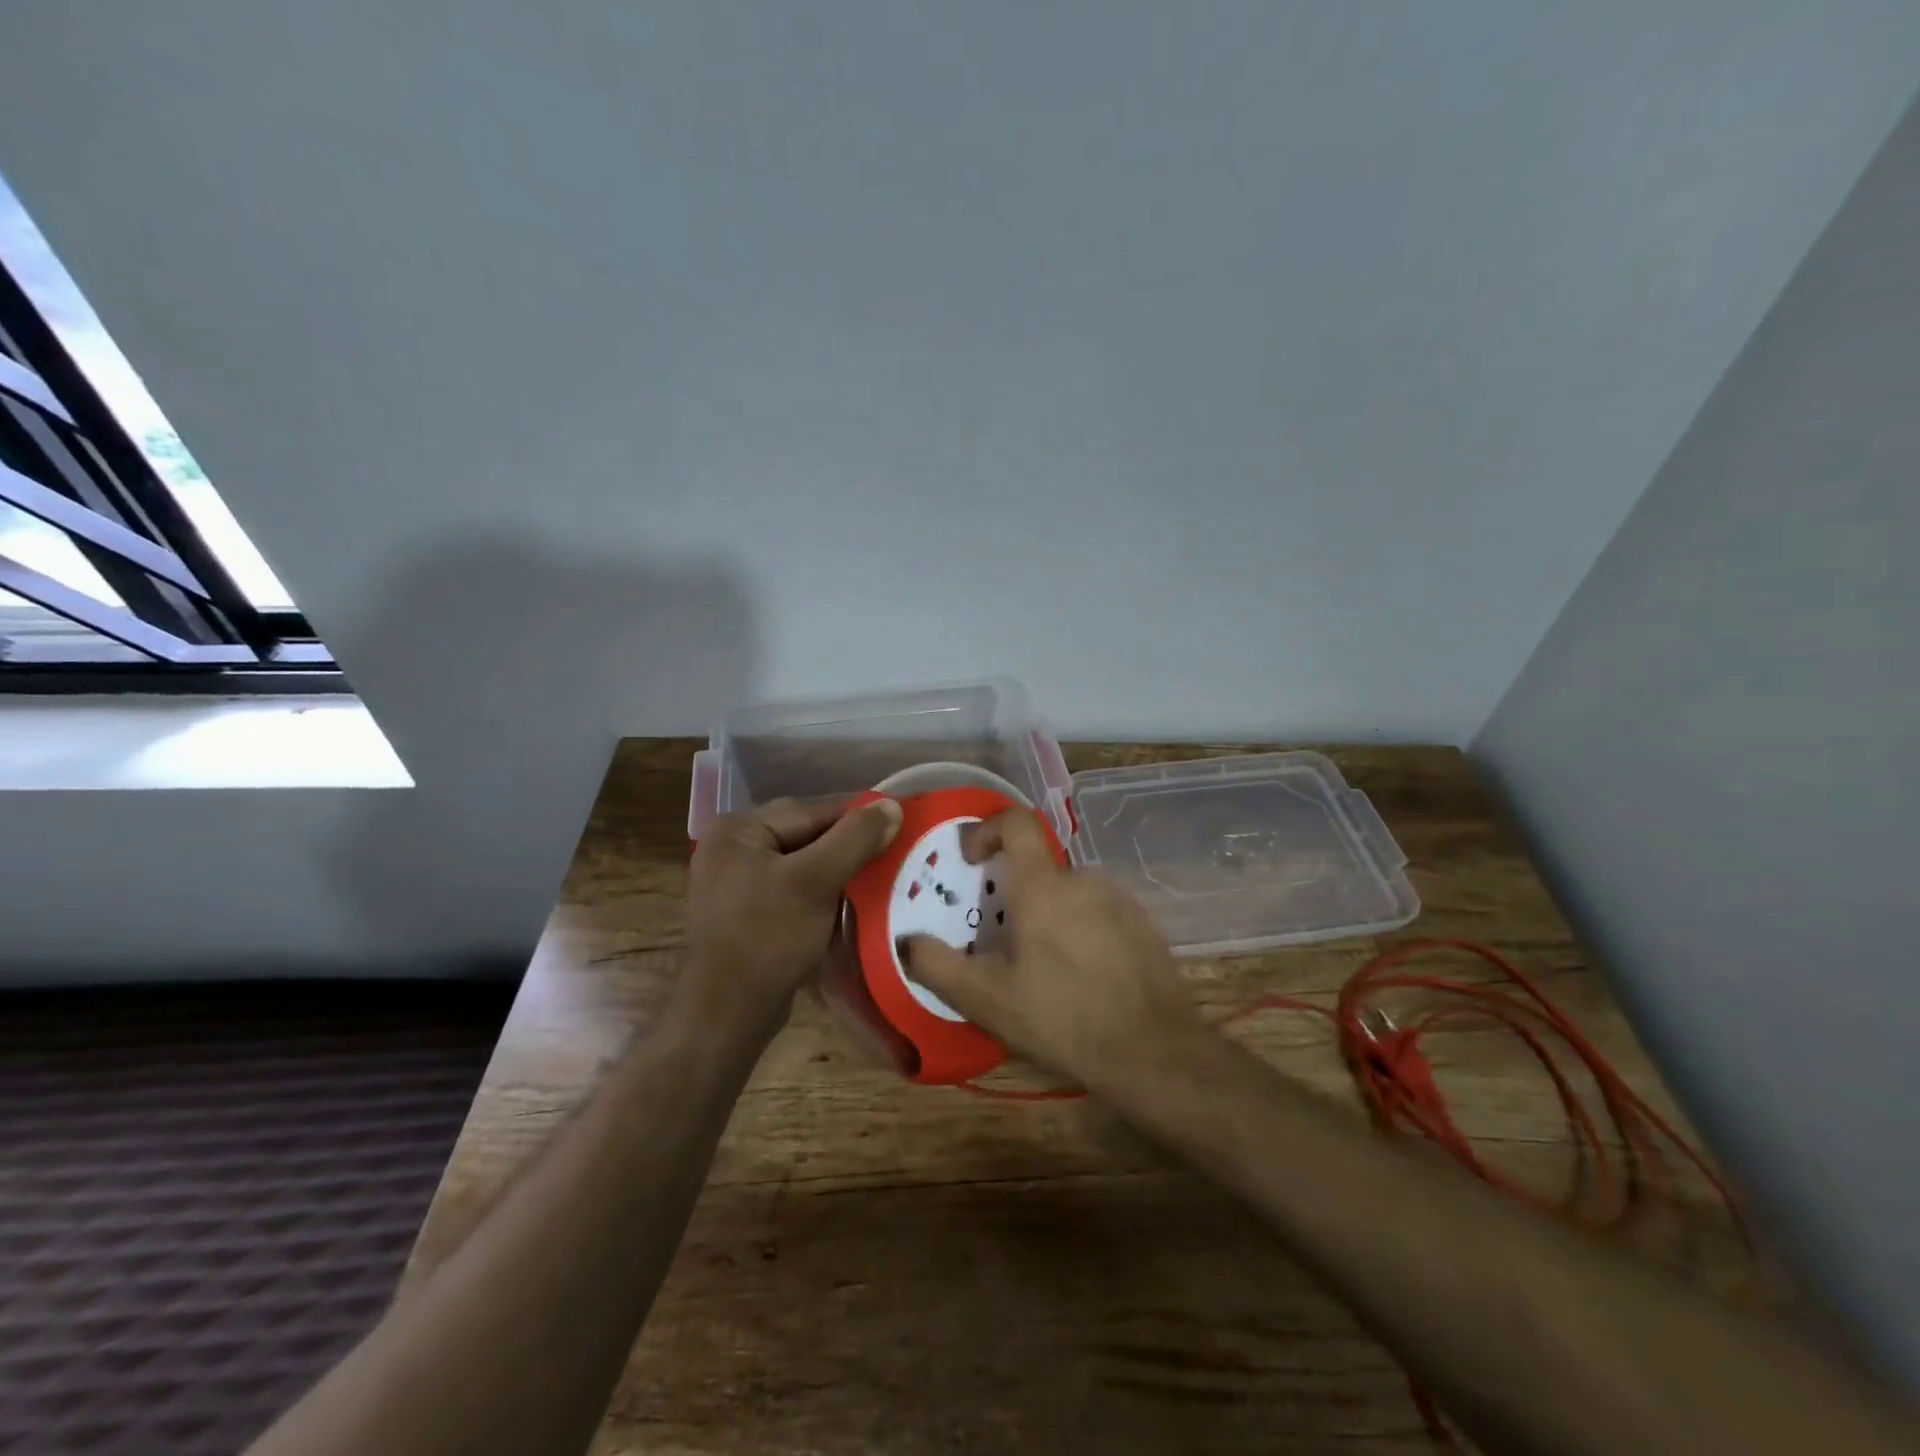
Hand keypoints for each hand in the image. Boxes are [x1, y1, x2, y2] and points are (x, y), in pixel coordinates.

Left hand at [684, 796, 902, 1028]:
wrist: (728, 1013)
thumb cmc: (768, 938)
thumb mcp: (816, 881)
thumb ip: (854, 838)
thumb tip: (891, 805)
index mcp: (739, 829)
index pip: (811, 810)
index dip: (859, 814)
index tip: (901, 818)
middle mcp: (733, 846)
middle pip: (807, 833)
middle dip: (850, 842)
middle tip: (895, 847)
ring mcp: (738, 879)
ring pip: (804, 860)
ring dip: (840, 866)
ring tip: (881, 872)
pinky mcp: (749, 909)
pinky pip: (795, 885)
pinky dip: (823, 888)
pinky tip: (851, 897)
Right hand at [900, 809, 1204, 1087]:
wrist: (1155, 1054)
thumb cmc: (1063, 1019)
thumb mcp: (988, 1001)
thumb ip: (938, 966)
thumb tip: (907, 941)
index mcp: (1044, 886)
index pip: (1016, 822)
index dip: (987, 829)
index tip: (971, 860)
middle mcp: (1084, 879)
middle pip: (1038, 868)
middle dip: (1014, 895)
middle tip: (1002, 943)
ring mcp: (1119, 900)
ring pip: (1068, 893)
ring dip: (1047, 916)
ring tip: (1041, 968)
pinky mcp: (1143, 924)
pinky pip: (1098, 911)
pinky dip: (1079, 930)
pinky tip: (1080, 977)